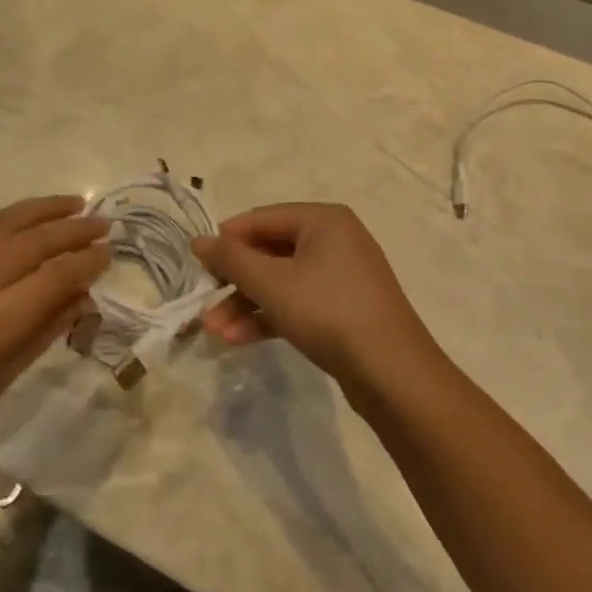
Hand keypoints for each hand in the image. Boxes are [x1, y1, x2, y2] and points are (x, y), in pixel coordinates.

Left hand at [0, 196, 107, 474]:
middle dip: (71, 229)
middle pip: (30, 242)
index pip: (52, 277)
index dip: (86, 261)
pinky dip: (4, 228)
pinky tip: (23, 227)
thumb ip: (47, 327)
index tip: (110, 250)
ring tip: (72, 202)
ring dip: (40, 211)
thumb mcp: (5, 375)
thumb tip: (83, 293)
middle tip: (103, 221)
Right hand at [191, 203, 444, 403]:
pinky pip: (296, 303)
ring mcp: (340, 277)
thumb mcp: (272, 283)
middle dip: (234, 281)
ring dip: (245, 304)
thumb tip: (197, 240)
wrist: (393, 373)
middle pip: (269, 251)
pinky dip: (268, 317)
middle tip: (204, 302)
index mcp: (323, 220)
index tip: (198, 265)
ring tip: (214, 331)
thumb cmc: (329, 312)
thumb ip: (231, 259)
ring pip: (280, 282)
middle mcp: (334, 240)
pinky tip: (238, 340)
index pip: (261, 218)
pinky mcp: (342, 310)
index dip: (226, 240)